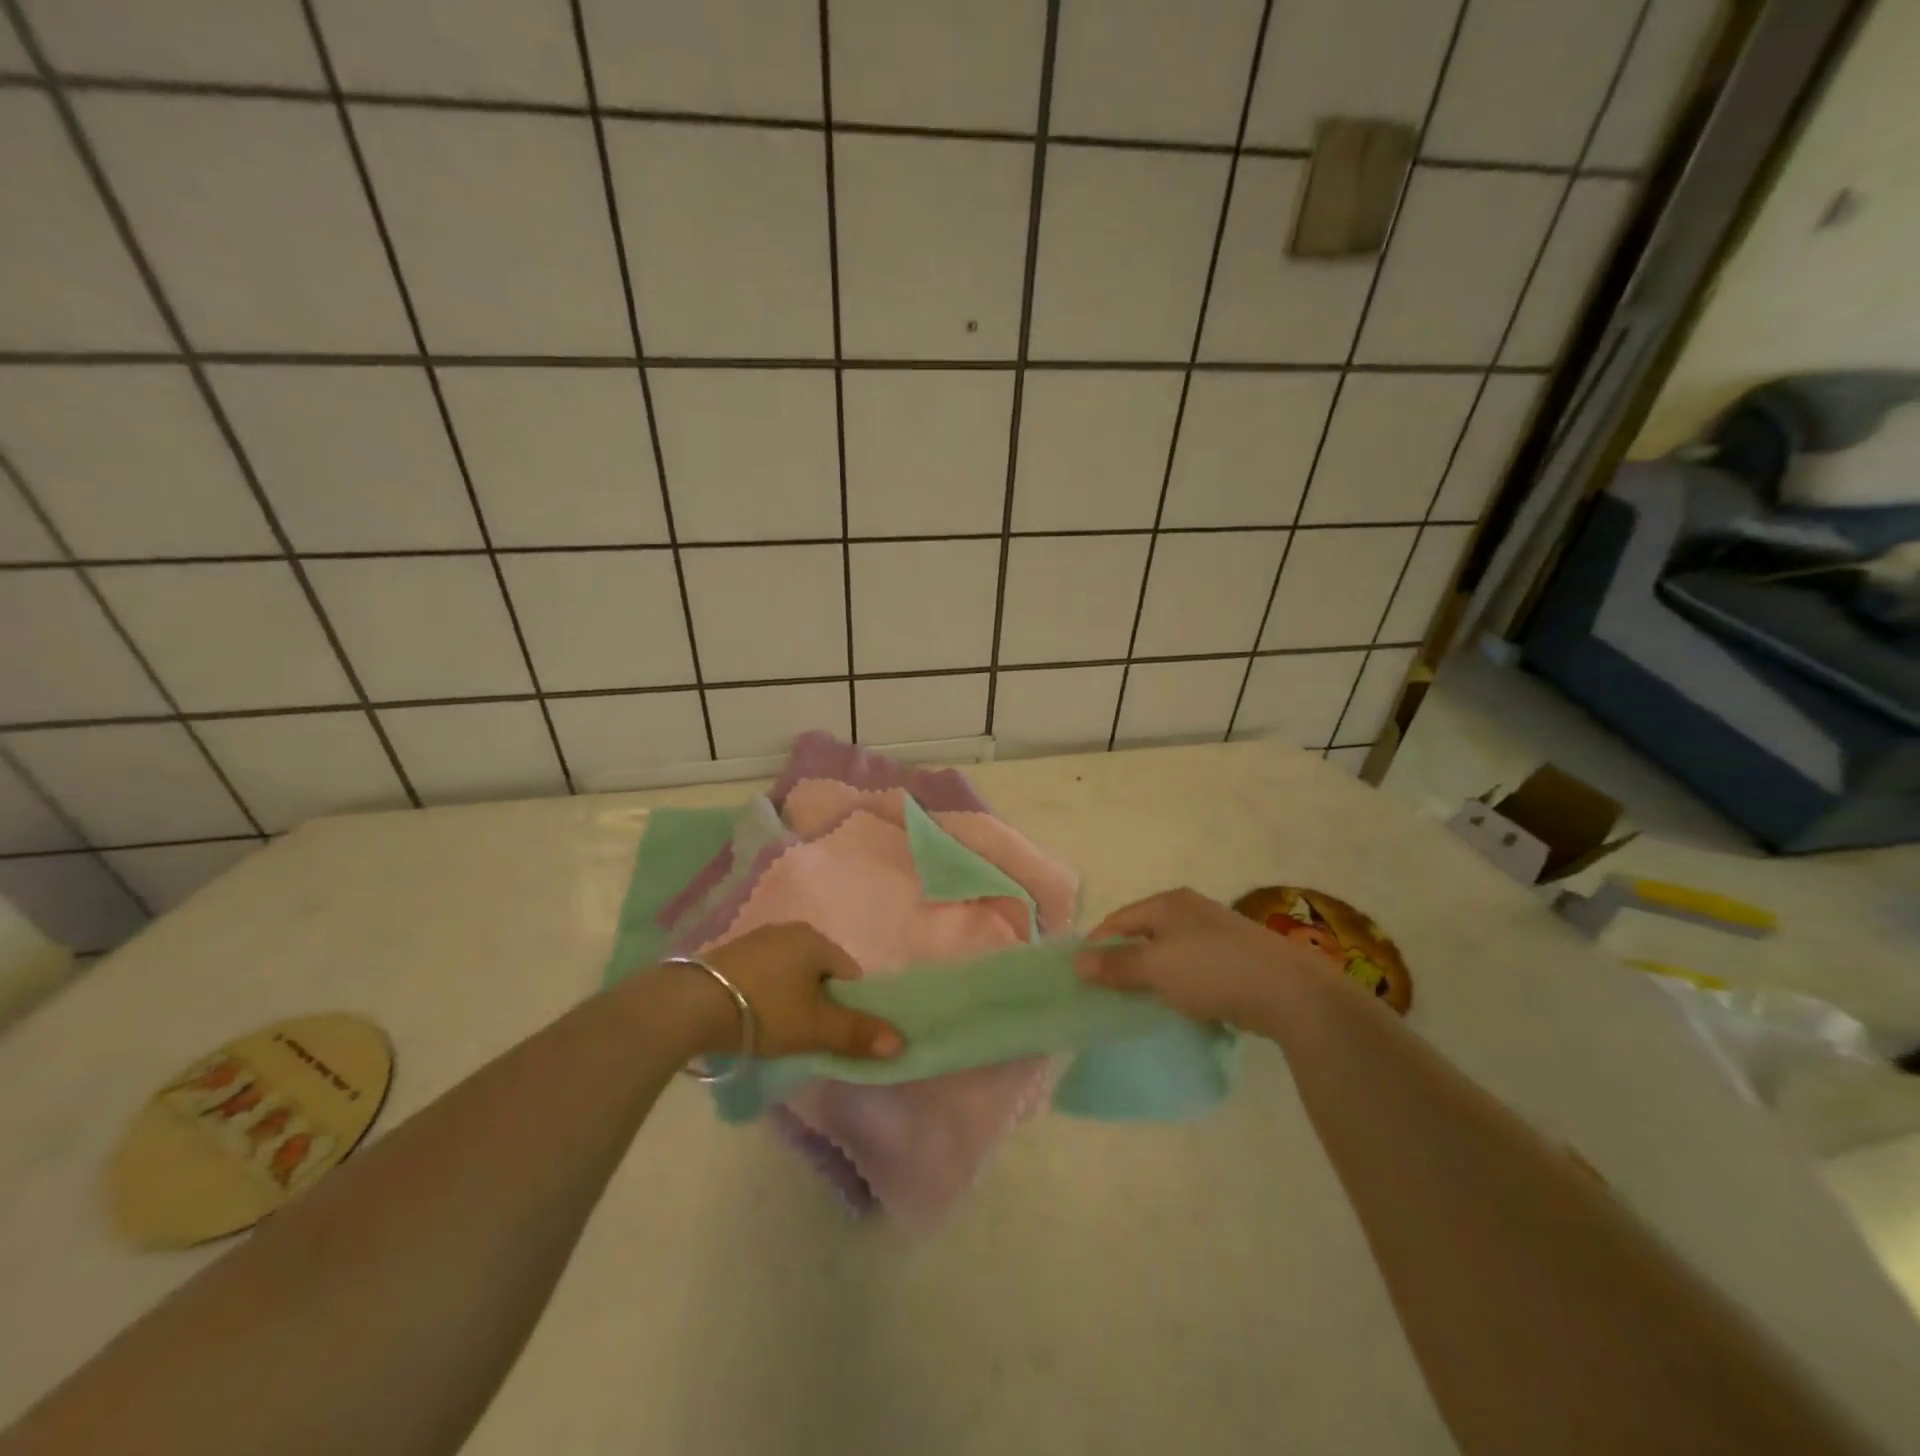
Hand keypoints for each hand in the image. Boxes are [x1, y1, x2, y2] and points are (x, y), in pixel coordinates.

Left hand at [679, 923, 903, 1060]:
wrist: (690, 1004)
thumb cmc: (764, 1010)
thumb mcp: (814, 1027)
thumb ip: (857, 1034)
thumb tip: (901, 1042)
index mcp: (815, 939)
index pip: (849, 974)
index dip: (848, 1007)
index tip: (831, 1033)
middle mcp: (789, 930)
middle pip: (820, 973)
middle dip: (819, 1003)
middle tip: (805, 1036)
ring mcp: (757, 939)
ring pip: (791, 974)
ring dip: (791, 999)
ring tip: (777, 1031)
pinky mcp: (731, 954)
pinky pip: (765, 975)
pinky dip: (766, 995)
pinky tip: (752, 1018)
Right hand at [1076, 887, 1330, 1030]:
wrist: (1290, 992)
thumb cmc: (1212, 970)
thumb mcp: (1156, 968)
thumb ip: (1116, 966)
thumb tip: (1077, 962)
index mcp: (1168, 903)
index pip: (1119, 920)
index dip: (1098, 945)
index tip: (1083, 977)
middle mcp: (1191, 911)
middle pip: (1144, 935)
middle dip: (1125, 962)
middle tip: (1108, 994)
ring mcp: (1217, 934)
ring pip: (1171, 955)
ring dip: (1154, 978)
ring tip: (1141, 1005)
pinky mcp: (1237, 960)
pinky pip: (1195, 971)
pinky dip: (1182, 987)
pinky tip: (1181, 1008)